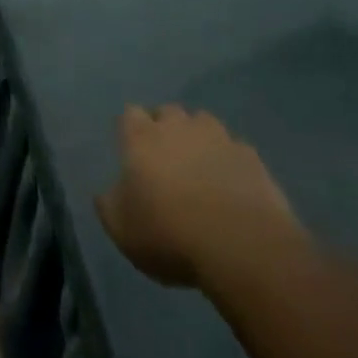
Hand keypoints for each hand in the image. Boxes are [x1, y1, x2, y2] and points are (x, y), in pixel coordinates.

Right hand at [96, 106, 305, 288]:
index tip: (132, 150)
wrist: (240, 245)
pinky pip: (234, 148)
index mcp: (142, 138)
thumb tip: (107, 191)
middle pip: (167, 112)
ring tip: (200, 166)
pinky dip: (229, 160)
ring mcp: (218, 137)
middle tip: (165, 158)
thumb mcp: (122, 230)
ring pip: (203, 122)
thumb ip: (109, 204)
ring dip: (198, 138)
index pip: (130, 114)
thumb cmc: (169, 234)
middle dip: (165, 127)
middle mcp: (178, 127)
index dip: (130, 129)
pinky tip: (231, 184)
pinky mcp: (250, 156)